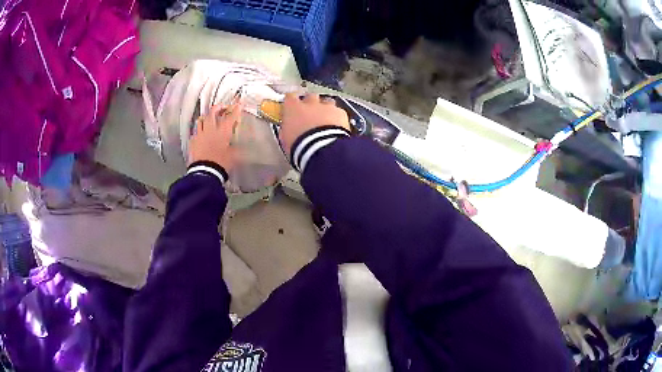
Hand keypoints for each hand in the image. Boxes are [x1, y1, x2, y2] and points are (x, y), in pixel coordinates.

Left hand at [188, 101, 241, 170]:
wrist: (205, 172)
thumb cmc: (221, 163)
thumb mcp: (233, 155)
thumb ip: (233, 146)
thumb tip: (236, 143)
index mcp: (223, 132)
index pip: (230, 117)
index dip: (235, 110)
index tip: (238, 105)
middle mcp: (210, 129)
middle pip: (213, 112)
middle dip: (218, 107)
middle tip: (222, 107)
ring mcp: (200, 134)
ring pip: (201, 120)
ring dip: (206, 117)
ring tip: (209, 118)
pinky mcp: (193, 141)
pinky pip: (195, 131)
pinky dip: (199, 130)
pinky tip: (201, 134)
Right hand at [279, 93, 349, 156]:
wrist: (321, 148)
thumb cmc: (299, 145)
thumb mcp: (286, 138)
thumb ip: (287, 128)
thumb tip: (289, 128)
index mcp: (293, 108)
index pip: (290, 97)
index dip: (292, 102)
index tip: (292, 107)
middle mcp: (310, 103)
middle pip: (310, 96)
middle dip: (311, 103)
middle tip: (311, 114)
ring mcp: (327, 106)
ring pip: (327, 102)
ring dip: (326, 109)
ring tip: (326, 120)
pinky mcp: (341, 113)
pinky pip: (339, 112)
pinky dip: (338, 119)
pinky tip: (338, 128)